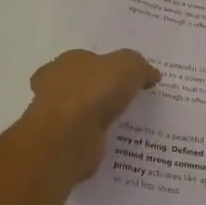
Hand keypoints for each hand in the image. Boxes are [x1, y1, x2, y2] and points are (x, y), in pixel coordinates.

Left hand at [23, 48, 160, 185]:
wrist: (69, 136)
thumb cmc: (94, 91)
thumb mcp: (128, 66)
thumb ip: (140, 67)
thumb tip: (151, 74)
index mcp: (67, 62)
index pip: (88, 61)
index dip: (108, 68)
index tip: (127, 79)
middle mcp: (54, 86)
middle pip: (81, 85)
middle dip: (99, 92)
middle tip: (125, 101)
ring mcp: (54, 117)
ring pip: (81, 113)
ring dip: (96, 117)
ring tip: (123, 124)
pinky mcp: (60, 143)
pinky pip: (82, 137)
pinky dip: (94, 138)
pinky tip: (112, 142)